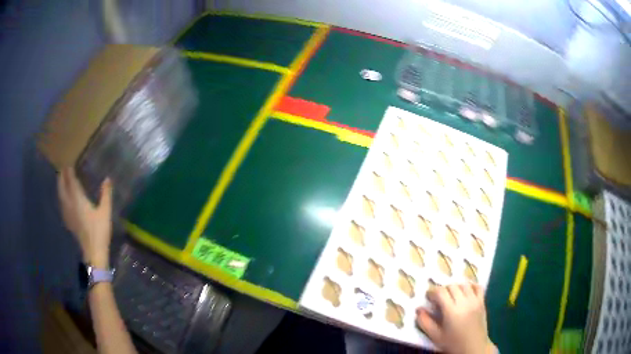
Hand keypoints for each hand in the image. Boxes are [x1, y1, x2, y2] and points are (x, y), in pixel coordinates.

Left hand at [57, 167, 112, 268]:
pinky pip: (62, 205)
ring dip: (60, 187)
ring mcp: (68, 214)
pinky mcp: (68, 222)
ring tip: (61, 181)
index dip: (69, 173)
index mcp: (78, 200)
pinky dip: (61, 198)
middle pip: (62, 188)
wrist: (93, 252)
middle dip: (61, 178)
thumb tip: (107, 179)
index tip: (68, 164)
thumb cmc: (99, 231)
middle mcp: (70, 205)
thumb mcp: (105, 212)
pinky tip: (63, 200)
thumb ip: (106, 194)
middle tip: (62, 169)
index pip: (71, 182)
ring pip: (60, 197)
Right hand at [416, 284, 495, 353]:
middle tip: (438, 299)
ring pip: (464, 284)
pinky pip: (478, 287)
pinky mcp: (482, 302)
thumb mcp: (435, 336)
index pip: (441, 292)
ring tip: (451, 296)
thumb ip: (425, 322)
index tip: (428, 298)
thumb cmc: (452, 343)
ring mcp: (475, 301)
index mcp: (451, 311)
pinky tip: (465, 292)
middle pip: (452, 286)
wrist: (473, 347)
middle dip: (443, 290)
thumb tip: (418, 309)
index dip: (432, 292)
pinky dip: (471, 286)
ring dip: (455, 287)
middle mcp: (464, 302)